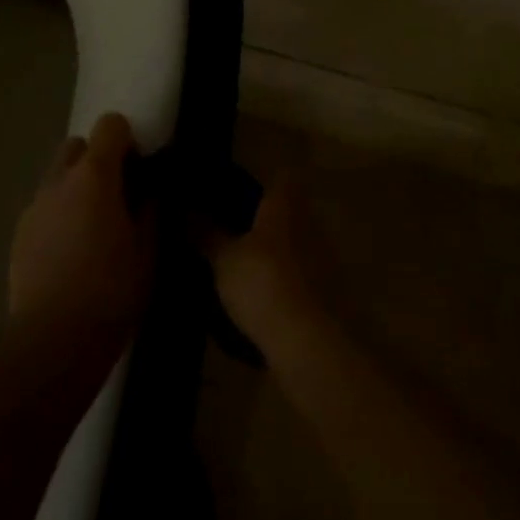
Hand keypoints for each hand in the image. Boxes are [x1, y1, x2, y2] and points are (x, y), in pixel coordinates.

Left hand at [8, 113, 154, 365]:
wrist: (52, 343)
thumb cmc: (110, 293)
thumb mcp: (148, 251)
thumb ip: (151, 209)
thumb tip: (149, 189)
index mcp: (94, 175)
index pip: (110, 125)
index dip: (127, 139)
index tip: (139, 168)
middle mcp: (59, 179)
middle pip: (77, 145)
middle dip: (97, 158)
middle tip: (116, 195)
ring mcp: (35, 206)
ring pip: (57, 176)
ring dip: (76, 187)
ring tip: (92, 228)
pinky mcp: (19, 233)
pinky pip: (44, 207)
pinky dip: (59, 214)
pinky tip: (70, 253)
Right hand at [204, 181, 325, 357]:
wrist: (305, 342)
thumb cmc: (261, 282)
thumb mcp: (224, 259)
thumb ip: (207, 233)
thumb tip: (187, 211)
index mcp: (285, 206)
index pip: (283, 178)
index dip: (267, 181)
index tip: (245, 191)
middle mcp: (310, 225)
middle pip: (292, 212)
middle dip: (270, 221)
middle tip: (239, 232)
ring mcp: (325, 260)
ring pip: (300, 245)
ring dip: (281, 255)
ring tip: (251, 270)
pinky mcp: (331, 295)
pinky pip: (306, 278)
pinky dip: (291, 284)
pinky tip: (269, 300)